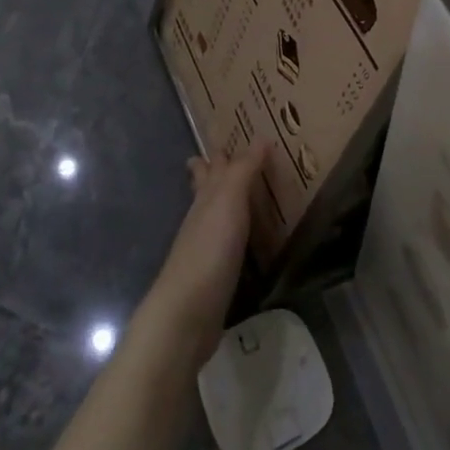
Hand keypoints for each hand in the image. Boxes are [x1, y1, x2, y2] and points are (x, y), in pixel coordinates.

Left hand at [141, 138, 272, 363]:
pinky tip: (246, 242)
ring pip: (216, 217)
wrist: (188, 313)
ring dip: (228, 204)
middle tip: (232, 161)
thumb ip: (244, 170)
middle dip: (214, 174)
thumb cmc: (209, 249)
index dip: (219, 154)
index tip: (230, 139)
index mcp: (206, 197)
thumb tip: (261, 137)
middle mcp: (202, 218)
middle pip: (206, 190)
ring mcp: (206, 249)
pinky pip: (227, 246)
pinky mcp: (215, 276)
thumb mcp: (229, 201)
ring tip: (247, 196)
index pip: (211, 167)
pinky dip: (237, 237)